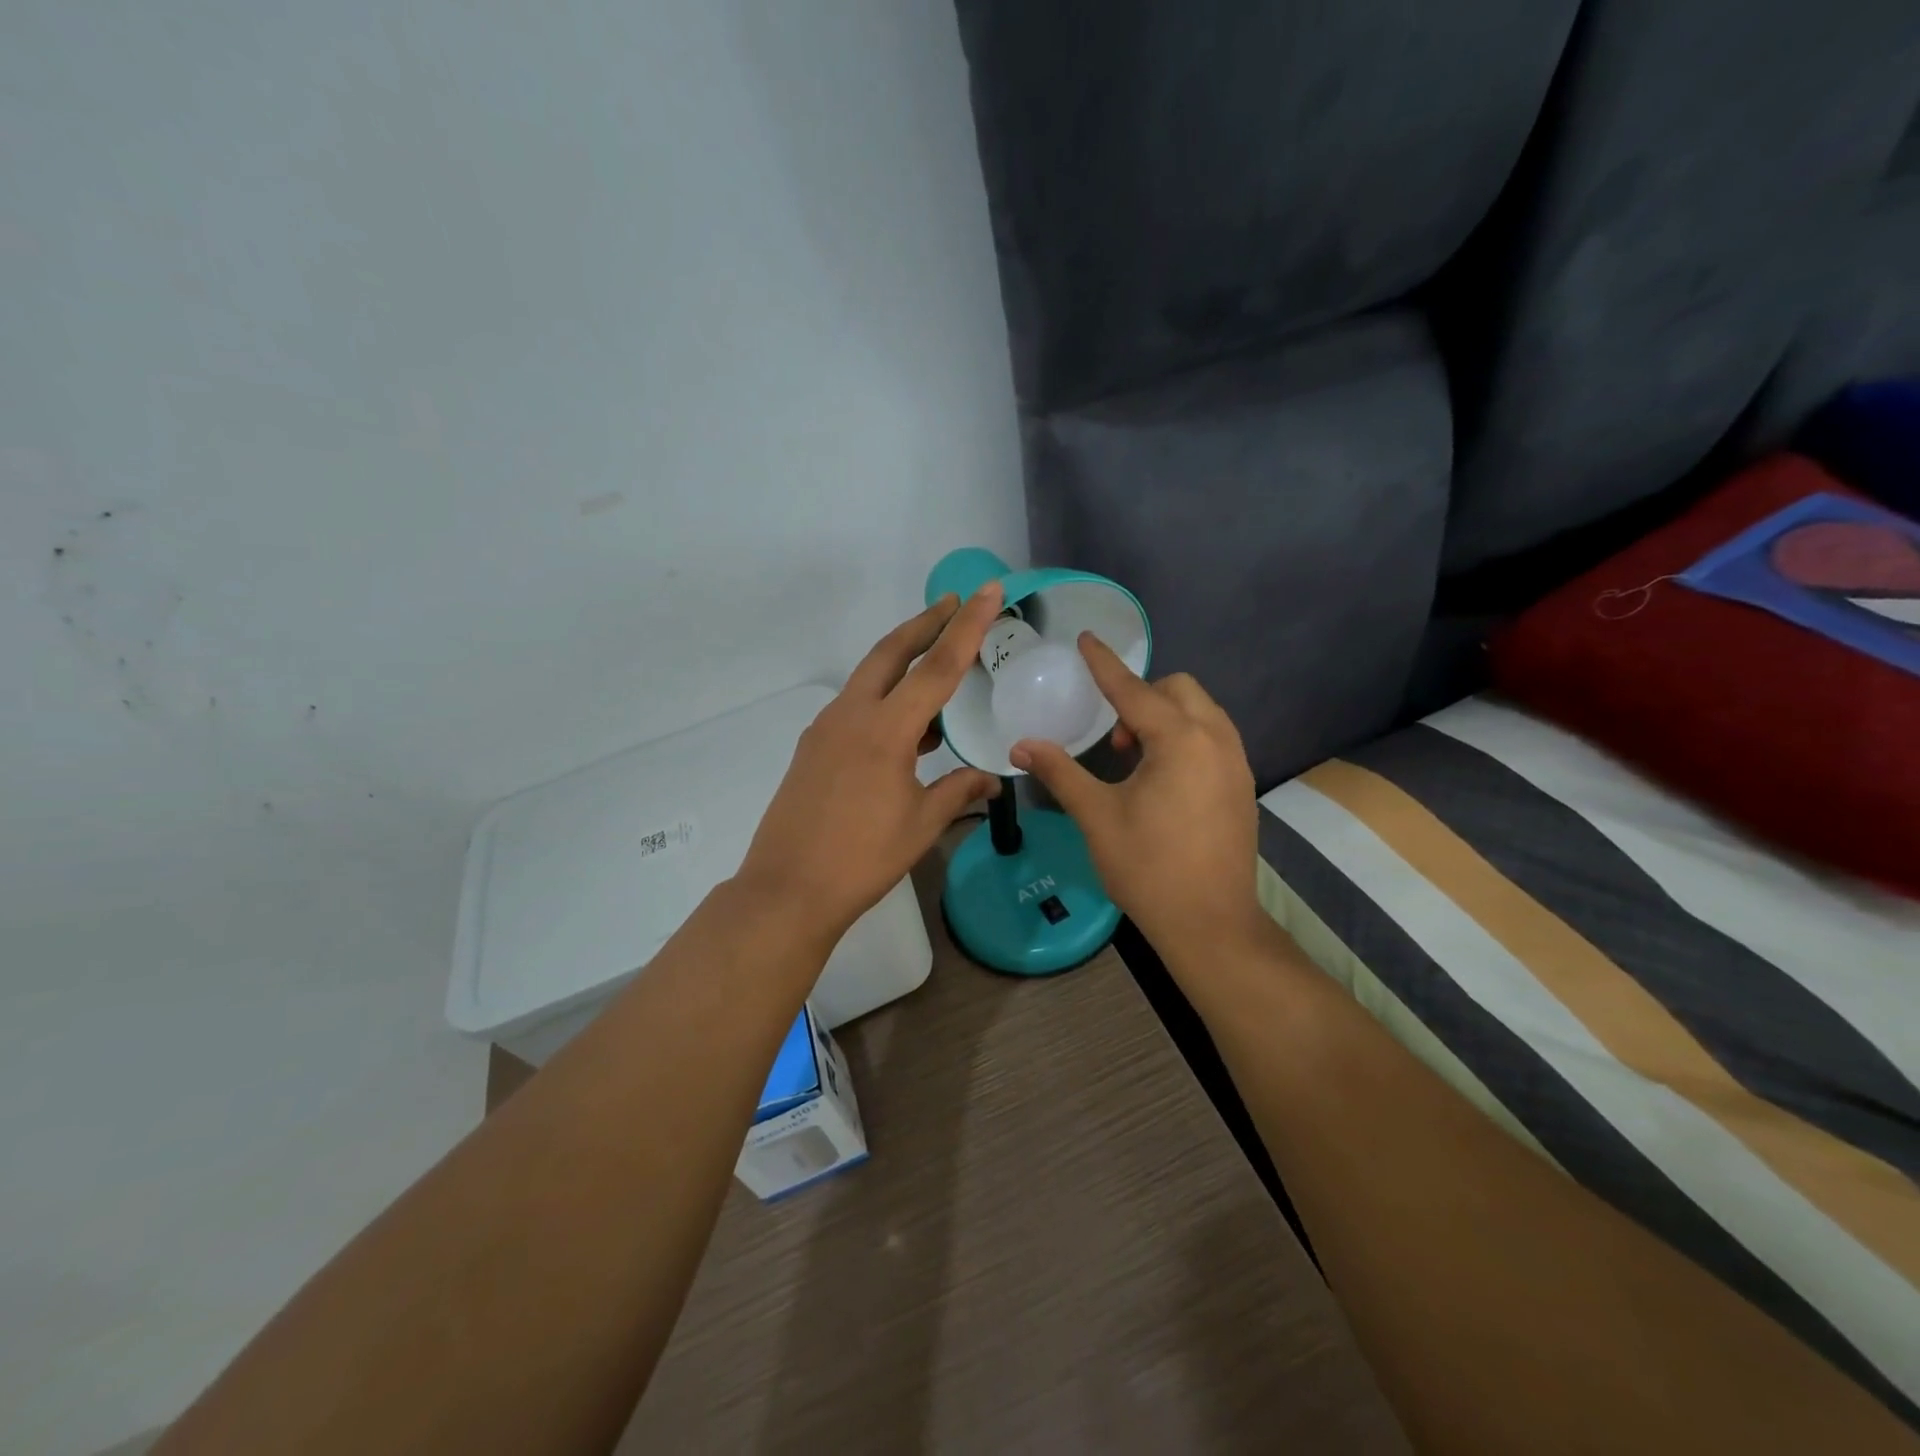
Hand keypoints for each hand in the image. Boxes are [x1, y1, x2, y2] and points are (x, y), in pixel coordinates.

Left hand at [736, 585, 1004, 939]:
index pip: (937, 667)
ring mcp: (826, 729)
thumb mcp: (921, 824)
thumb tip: (990, 780)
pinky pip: (856, 706)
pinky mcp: (813, 747)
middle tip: (955, 603)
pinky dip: (885, 698)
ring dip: (904, 660)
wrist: (788, 889)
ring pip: (870, 676)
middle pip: (891, 651)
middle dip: (925, 623)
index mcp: (885, 730)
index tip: (986, 591)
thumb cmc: (862, 858)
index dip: (967, 627)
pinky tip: (908, 724)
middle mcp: (851, 715)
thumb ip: (958, 791)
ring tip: (939, 661)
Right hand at [1010, 636, 1261, 956]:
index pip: (1133, 689)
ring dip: (1165, 716)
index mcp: (1180, 740)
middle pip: (1178, 689)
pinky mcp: (1242, 786)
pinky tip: (1162, 777)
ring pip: (1201, 712)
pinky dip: (1185, 737)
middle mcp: (1216, 740)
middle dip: (1141, 696)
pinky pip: (1213, 737)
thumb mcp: (1097, 817)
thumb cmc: (1149, 868)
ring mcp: (1236, 763)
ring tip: (1133, 757)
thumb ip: (1061, 772)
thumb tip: (1021, 746)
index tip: (1086, 639)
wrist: (1211, 924)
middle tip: (1112, 738)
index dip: (1105, 664)